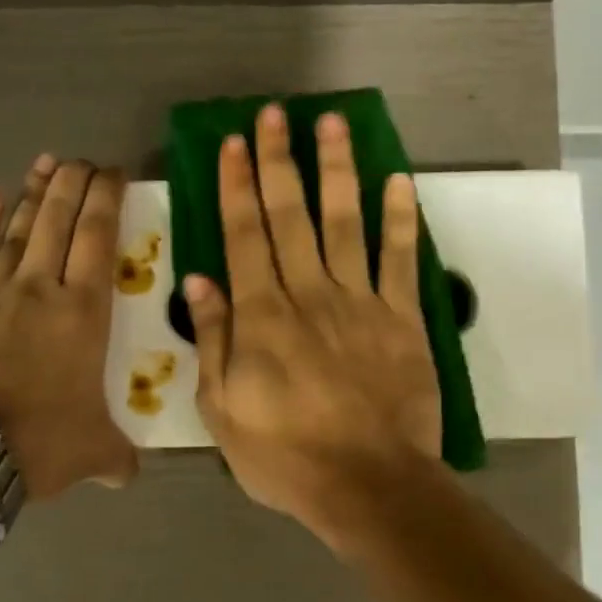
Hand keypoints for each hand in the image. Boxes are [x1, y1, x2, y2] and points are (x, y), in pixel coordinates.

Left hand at [0, 155, 138, 498]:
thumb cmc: (37, 443)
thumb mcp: (93, 452)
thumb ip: (117, 456)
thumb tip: (128, 474)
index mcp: (83, 313)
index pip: (98, 238)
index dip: (107, 199)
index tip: (113, 172)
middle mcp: (40, 289)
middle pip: (59, 221)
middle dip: (73, 184)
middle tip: (83, 159)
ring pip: (19, 230)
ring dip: (34, 194)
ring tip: (46, 163)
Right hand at [186, 104, 441, 532]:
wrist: (369, 486)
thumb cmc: (286, 457)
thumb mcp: (223, 410)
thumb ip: (213, 341)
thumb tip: (199, 279)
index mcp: (261, 316)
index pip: (243, 236)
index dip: (236, 187)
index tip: (232, 144)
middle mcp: (308, 294)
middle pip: (291, 215)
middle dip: (279, 161)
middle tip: (274, 115)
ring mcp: (360, 302)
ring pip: (345, 222)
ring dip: (337, 170)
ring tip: (332, 124)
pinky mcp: (402, 319)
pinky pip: (401, 259)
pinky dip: (400, 218)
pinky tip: (398, 180)